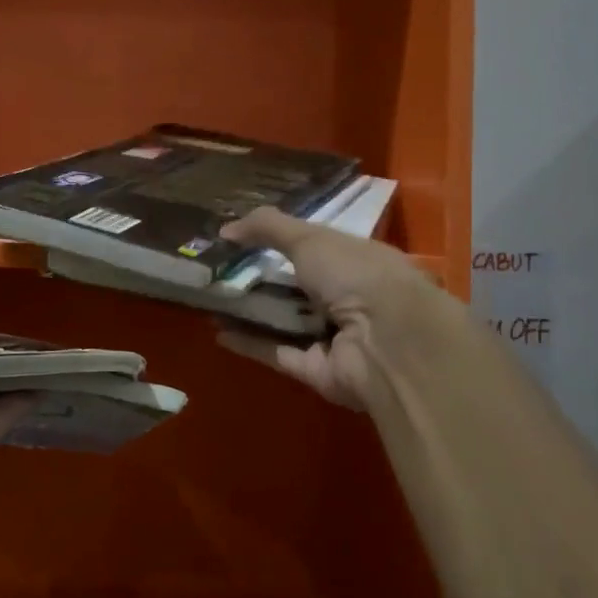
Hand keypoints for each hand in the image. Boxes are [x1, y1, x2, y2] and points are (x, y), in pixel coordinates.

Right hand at [215, 207, 442, 409]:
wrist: (387, 342)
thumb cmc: (356, 275)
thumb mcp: (310, 238)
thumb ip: (267, 227)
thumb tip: (225, 229)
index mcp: (358, 262)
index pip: (318, 249)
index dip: (284, 242)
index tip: (245, 238)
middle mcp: (349, 299)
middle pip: (298, 288)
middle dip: (261, 279)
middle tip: (219, 270)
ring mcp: (334, 338)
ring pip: (285, 322)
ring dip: (251, 312)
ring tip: (210, 298)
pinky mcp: (317, 370)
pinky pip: (277, 353)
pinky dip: (249, 343)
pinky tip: (217, 331)